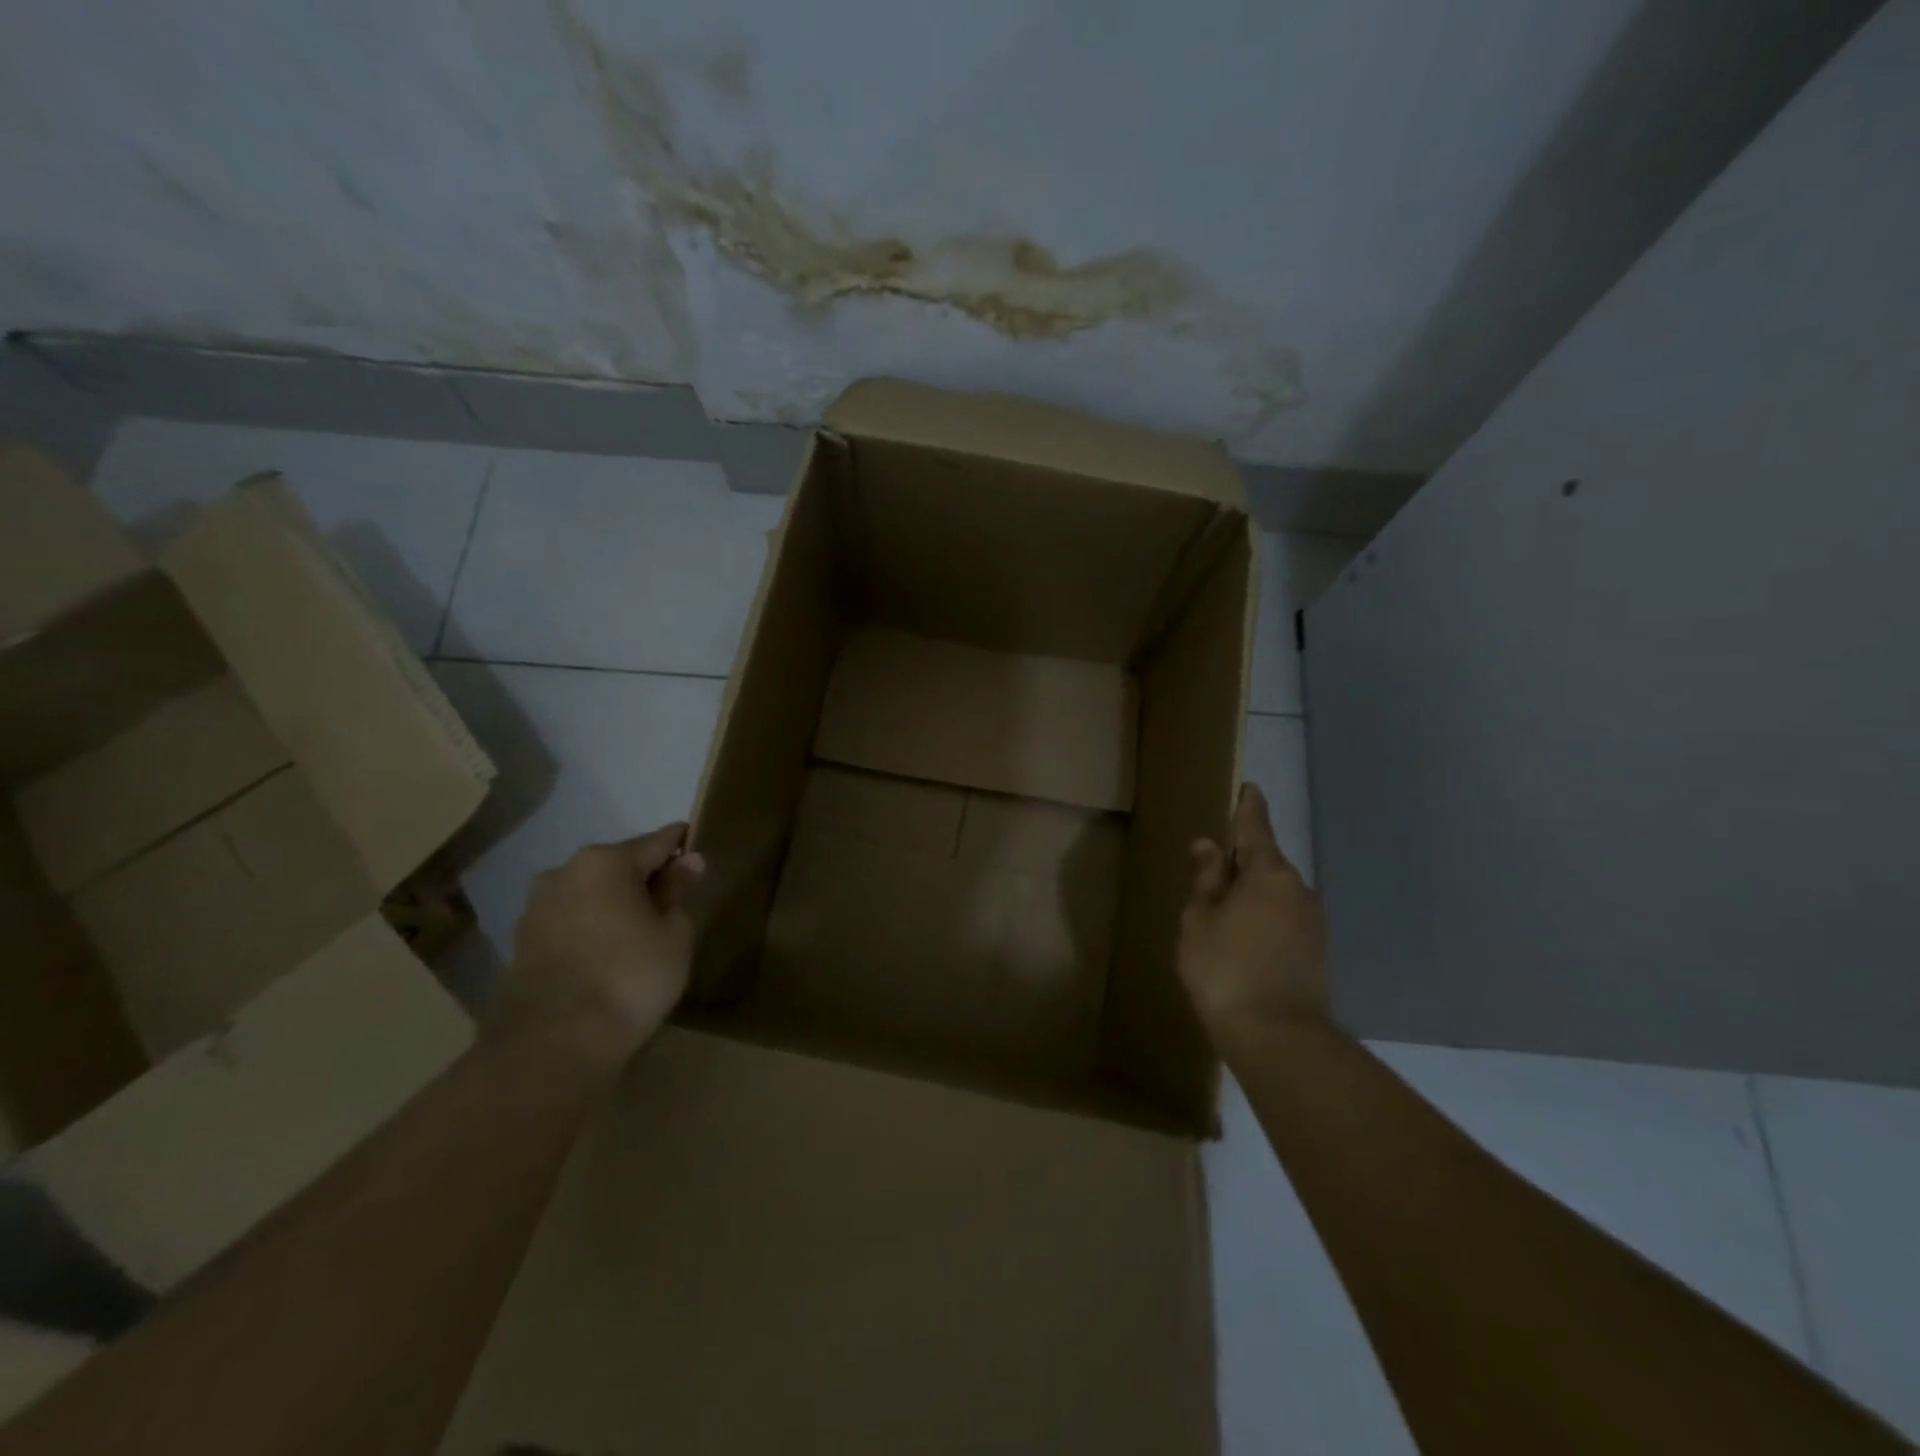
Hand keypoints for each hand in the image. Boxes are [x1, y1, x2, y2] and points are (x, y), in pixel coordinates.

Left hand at [490, 822, 705, 1067]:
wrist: (552, 1044)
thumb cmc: (630, 978)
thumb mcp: (674, 934)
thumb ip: (680, 892)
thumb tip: (688, 861)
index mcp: (606, 860)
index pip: (658, 841)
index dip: (683, 847)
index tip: (700, 856)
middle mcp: (565, 871)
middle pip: (620, 865)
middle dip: (647, 878)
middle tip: (675, 905)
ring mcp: (537, 906)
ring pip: (592, 893)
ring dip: (616, 904)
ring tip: (642, 934)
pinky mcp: (522, 941)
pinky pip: (571, 920)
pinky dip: (592, 928)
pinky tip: (609, 954)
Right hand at [1178, 783, 1328, 1046]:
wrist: (1278, 1036)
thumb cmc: (1225, 967)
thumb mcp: (1200, 919)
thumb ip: (1206, 879)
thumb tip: (1210, 846)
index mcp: (1268, 873)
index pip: (1256, 827)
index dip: (1248, 807)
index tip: (1249, 787)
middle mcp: (1298, 889)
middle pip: (1266, 862)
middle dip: (1242, 859)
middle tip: (1213, 866)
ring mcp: (1312, 921)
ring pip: (1276, 893)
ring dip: (1251, 893)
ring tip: (1222, 910)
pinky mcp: (1317, 951)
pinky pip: (1284, 918)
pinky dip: (1263, 917)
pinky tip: (1243, 939)